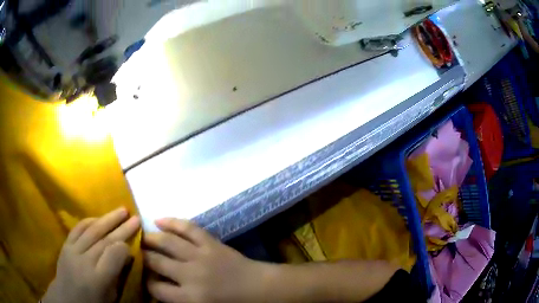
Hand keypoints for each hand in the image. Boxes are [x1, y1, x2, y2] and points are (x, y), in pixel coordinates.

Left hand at [42, 208, 139, 302]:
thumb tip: (126, 255)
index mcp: (98, 279)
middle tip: (136, 218)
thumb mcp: (111, 297)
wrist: (67, 299)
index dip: (125, 246)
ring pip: (92, 230)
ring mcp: (72, 250)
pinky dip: (90, 220)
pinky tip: (99, 217)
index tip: (135, 241)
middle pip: (105, 240)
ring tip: (122, 210)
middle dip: (122, 228)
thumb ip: (118, 276)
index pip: (113, 255)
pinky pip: (78, 228)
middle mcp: (84, 261)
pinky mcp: (66, 244)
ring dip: (108, 219)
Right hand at [143, 219, 266, 302]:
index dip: (145, 283)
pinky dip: (172, 222)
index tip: (142, 278)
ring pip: (167, 242)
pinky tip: (159, 220)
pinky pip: (188, 228)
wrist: (259, 288)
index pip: (156, 289)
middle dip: (142, 257)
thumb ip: (179, 301)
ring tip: (140, 236)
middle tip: (133, 252)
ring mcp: (200, 255)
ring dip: (150, 237)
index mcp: (189, 298)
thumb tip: (157, 290)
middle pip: (156, 262)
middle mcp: (190, 275)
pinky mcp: (210, 243)